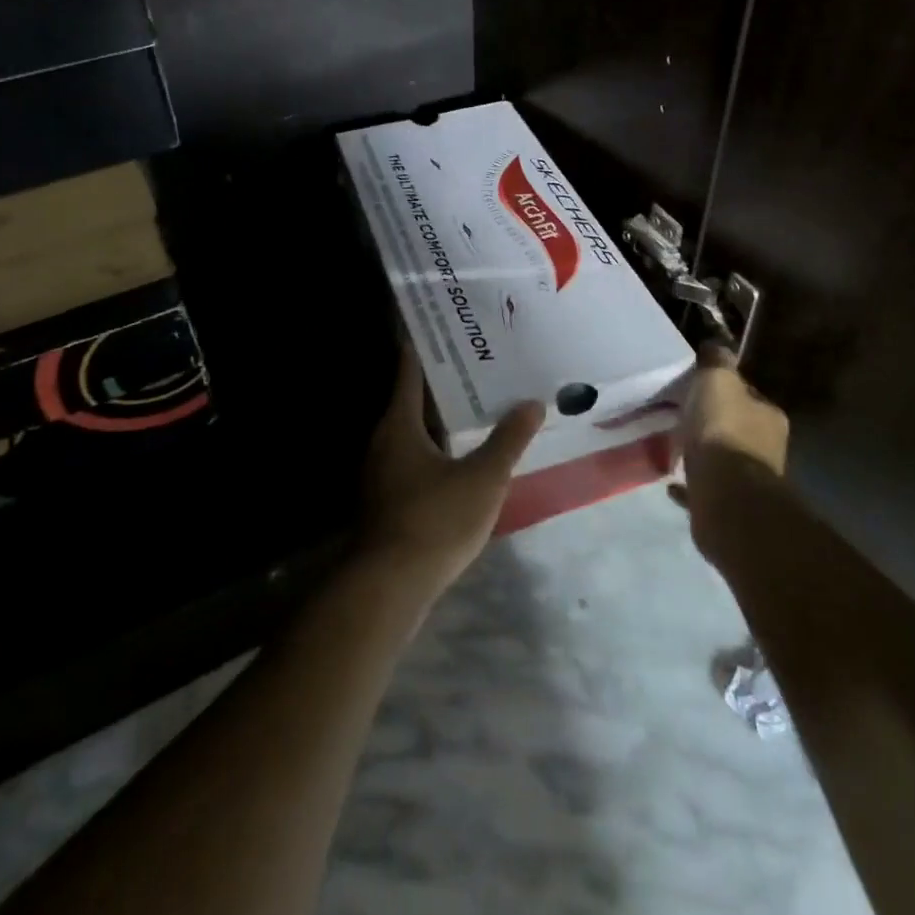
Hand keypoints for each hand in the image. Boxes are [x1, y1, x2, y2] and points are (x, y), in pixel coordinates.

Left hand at [356, 340, 545, 606]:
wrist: (390, 587)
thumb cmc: (435, 520)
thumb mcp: (483, 478)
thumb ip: (508, 439)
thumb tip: (532, 403)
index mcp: (399, 424)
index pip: (410, 371)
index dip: (426, 347)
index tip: (446, 327)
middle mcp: (384, 441)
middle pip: (412, 400)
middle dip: (443, 383)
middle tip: (478, 363)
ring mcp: (382, 473)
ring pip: (414, 433)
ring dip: (441, 419)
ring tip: (477, 406)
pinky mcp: (388, 500)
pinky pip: (415, 459)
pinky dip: (438, 449)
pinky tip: (464, 457)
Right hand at [673, 345, 790, 566]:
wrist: (726, 497)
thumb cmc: (723, 431)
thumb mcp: (717, 381)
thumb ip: (717, 362)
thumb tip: (715, 345)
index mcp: (769, 416)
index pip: (748, 395)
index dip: (725, 389)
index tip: (699, 387)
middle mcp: (766, 448)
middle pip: (737, 427)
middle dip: (714, 423)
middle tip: (683, 417)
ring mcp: (750, 481)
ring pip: (723, 460)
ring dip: (704, 454)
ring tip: (676, 448)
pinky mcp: (730, 507)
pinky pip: (706, 489)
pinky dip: (691, 485)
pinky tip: (672, 483)